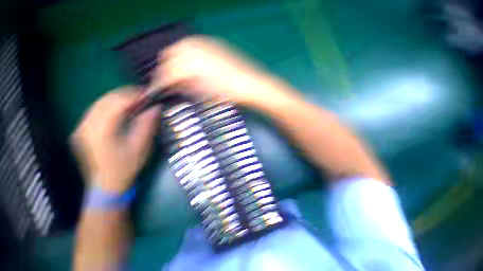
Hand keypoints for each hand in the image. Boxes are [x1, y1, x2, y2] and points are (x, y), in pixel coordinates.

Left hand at [71, 87, 160, 193]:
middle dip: (126, 95)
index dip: (133, 96)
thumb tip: (155, 107)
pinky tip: (123, 109)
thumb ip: (147, 125)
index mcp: (100, 132)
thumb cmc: (126, 167)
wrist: (107, 185)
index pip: (115, 104)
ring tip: (136, 101)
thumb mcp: (141, 147)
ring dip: (119, 99)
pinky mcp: (82, 130)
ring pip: (99, 103)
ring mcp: (81, 128)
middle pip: (105, 100)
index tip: (148, 94)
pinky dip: (111, 106)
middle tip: (144, 96)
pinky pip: (96, 111)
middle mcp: (85, 126)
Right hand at [150, 35, 301, 108]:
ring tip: (182, 76)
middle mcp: (193, 48)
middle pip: (168, 57)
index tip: (159, 91)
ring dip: (177, 63)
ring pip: (179, 49)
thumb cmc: (229, 93)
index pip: (166, 72)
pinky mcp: (214, 44)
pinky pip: (193, 47)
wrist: (250, 85)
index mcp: (190, 64)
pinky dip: (189, 57)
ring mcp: (204, 43)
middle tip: (171, 84)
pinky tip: (195, 67)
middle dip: (167, 71)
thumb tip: (172, 86)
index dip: (160, 83)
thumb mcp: (204, 94)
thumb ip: (185, 87)